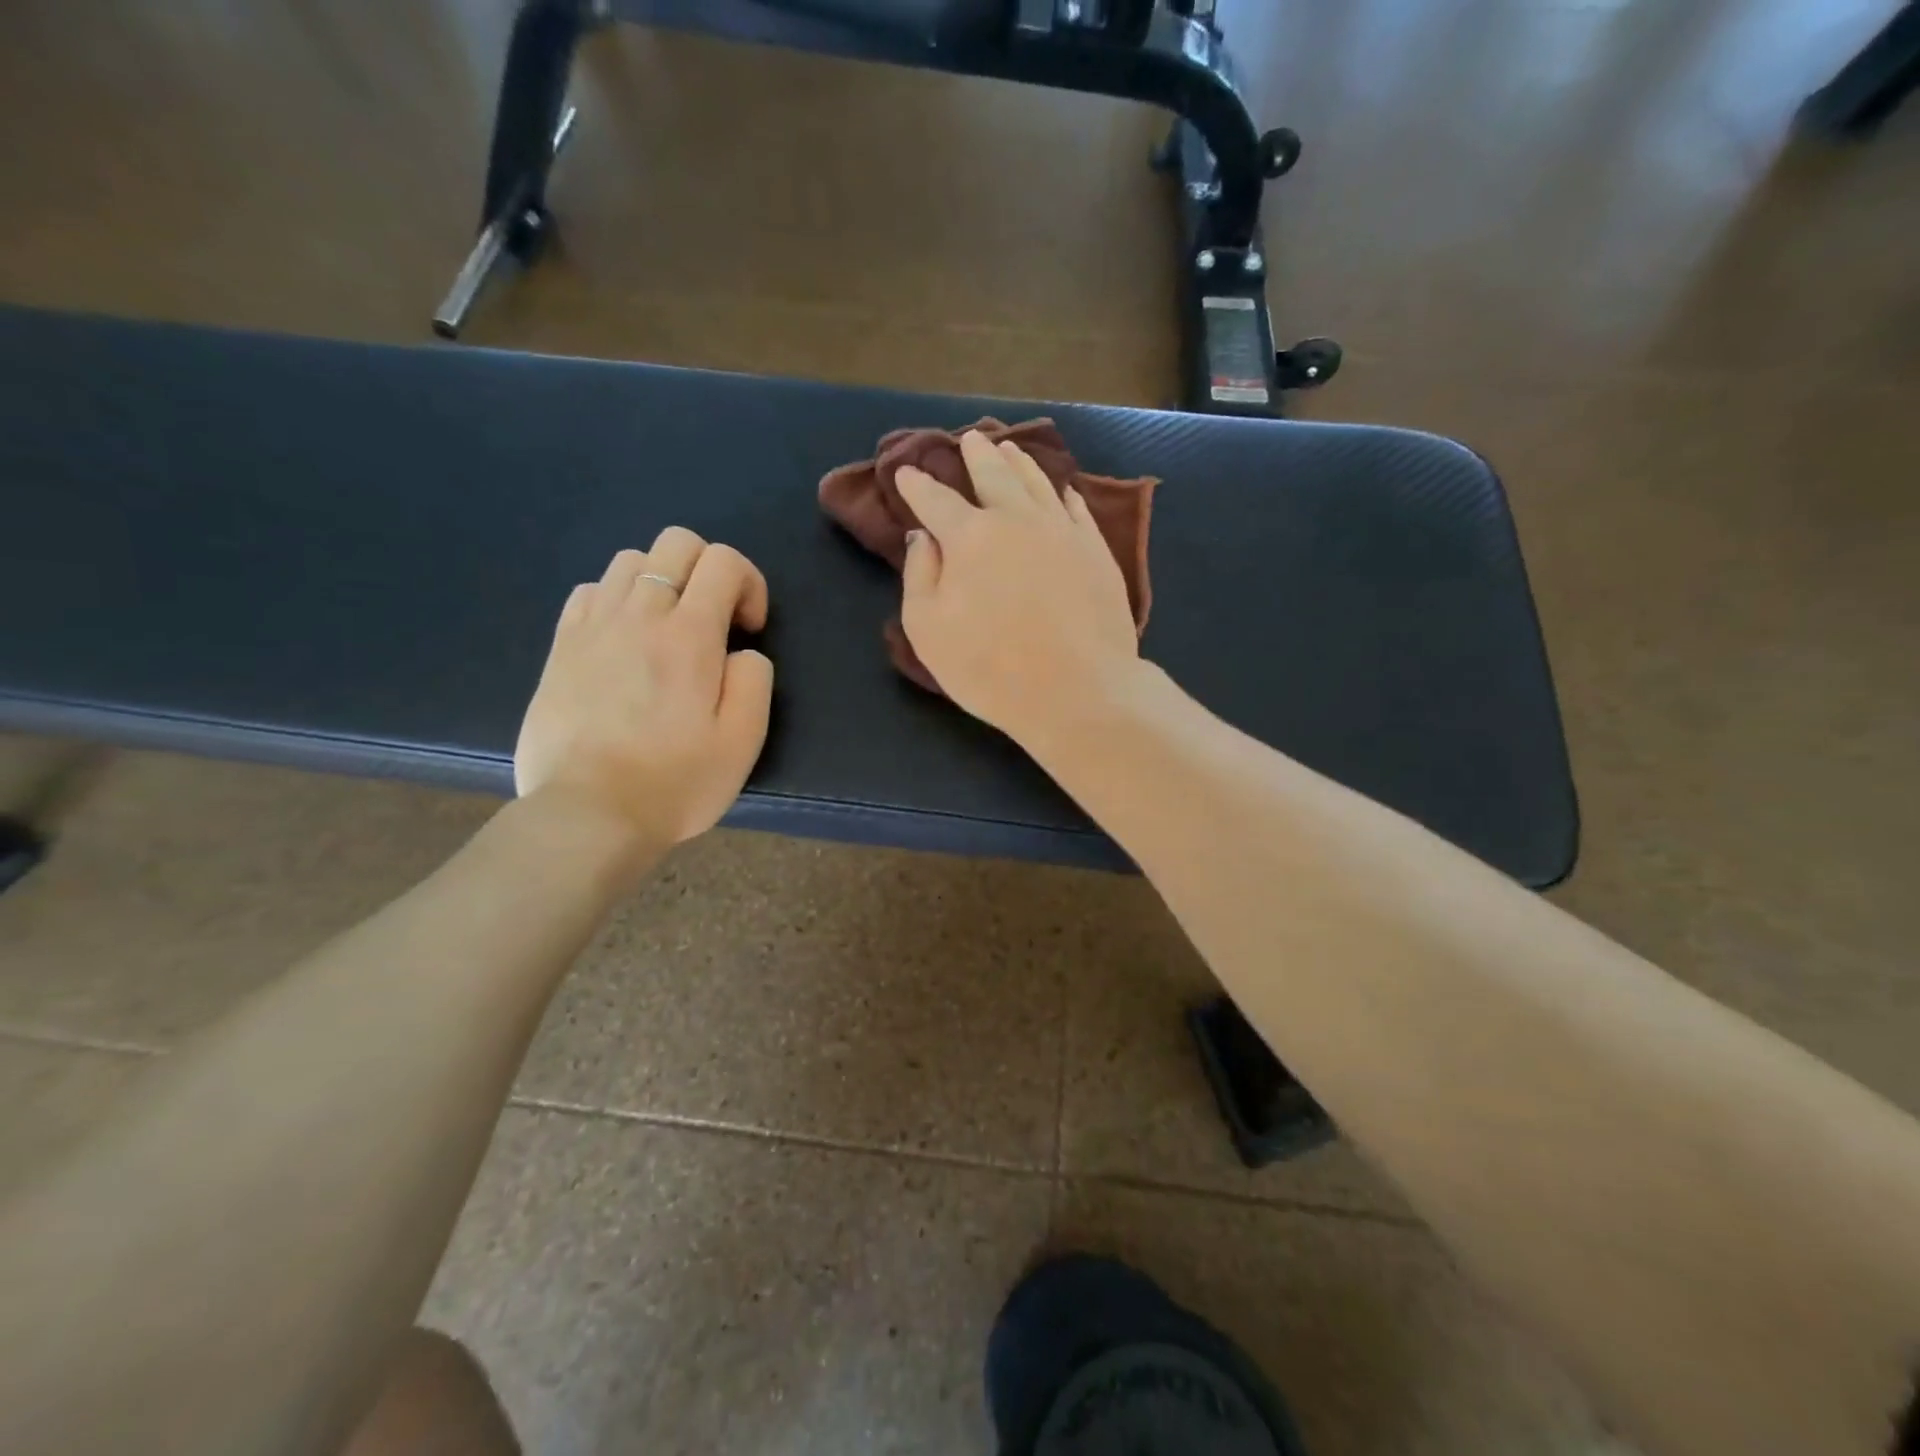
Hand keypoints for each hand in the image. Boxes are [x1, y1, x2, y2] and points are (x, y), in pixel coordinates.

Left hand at [515, 528, 773, 850]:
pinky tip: (625, 640)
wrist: (588, 815)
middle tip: (714, 620)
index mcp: (690, 636)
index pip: (724, 561)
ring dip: (662, 581)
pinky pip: (591, 591)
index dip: (749, 583)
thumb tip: (741, 653)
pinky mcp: (561, 646)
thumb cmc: (675, 782)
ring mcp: (593, 626)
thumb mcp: (743, 741)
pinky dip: (618, 599)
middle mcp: (640, 615)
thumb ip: (755, 680)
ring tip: (668, 629)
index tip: (748, 629)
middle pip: (676, 543)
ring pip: (630, 560)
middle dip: (708, 568)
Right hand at [896, 431, 1140, 745]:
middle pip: (993, 475)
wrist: (1078, 690)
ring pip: (1038, 483)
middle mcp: (1017, 520)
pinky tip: (1062, 491)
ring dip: (1019, 462)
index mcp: (970, 536)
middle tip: (969, 439)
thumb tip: (923, 537)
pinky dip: (1063, 495)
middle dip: (976, 455)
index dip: (917, 485)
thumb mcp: (929, 631)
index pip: (936, 500)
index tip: (907, 473)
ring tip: (1009, 449)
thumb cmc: (991, 668)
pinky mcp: (1097, 551)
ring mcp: (1063, 531)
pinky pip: (1077, 510)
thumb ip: (919, 576)